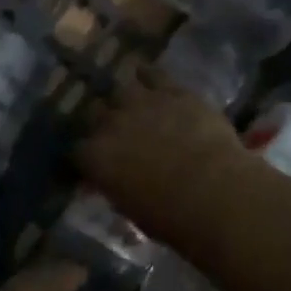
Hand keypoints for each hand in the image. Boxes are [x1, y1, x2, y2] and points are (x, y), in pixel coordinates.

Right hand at [76, 68, 250, 238]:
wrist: (213, 191)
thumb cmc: (170, 216)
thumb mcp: (130, 208)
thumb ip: (116, 187)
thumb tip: (114, 181)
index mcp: (95, 157)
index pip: (77, 151)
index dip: (84, 156)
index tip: (92, 163)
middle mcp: (111, 123)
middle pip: (94, 113)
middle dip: (100, 122)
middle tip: (113, 133)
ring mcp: (141, 103)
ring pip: (121, 90)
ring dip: (123, 99)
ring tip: (130, 104)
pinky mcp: (173, 92)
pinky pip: (153, 74)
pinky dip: (147, 75)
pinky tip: (145, 74)